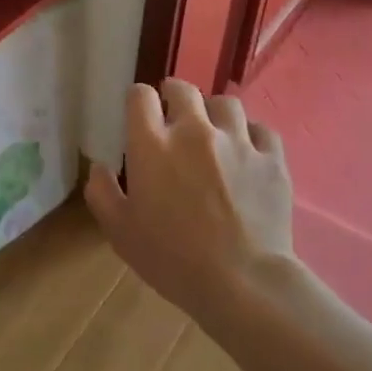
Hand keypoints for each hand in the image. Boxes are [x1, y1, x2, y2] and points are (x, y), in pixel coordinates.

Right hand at [84, 79, 294, 320]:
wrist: (242, 281)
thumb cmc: (172, 259)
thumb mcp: (120, 232)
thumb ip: (102, 193)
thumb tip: (100, 168)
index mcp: (153, 144)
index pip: (140, 96)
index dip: (138, 100)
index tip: (140, 115)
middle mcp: (194, 131)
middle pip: (183, 89)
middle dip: (174, 96)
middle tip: (174, 117)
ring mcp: (237, 141)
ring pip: (226, 103)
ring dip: (215, 113)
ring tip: (214, 132)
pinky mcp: (271, 157)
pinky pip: (261, 129)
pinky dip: (251, 136)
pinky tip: (248, 153)